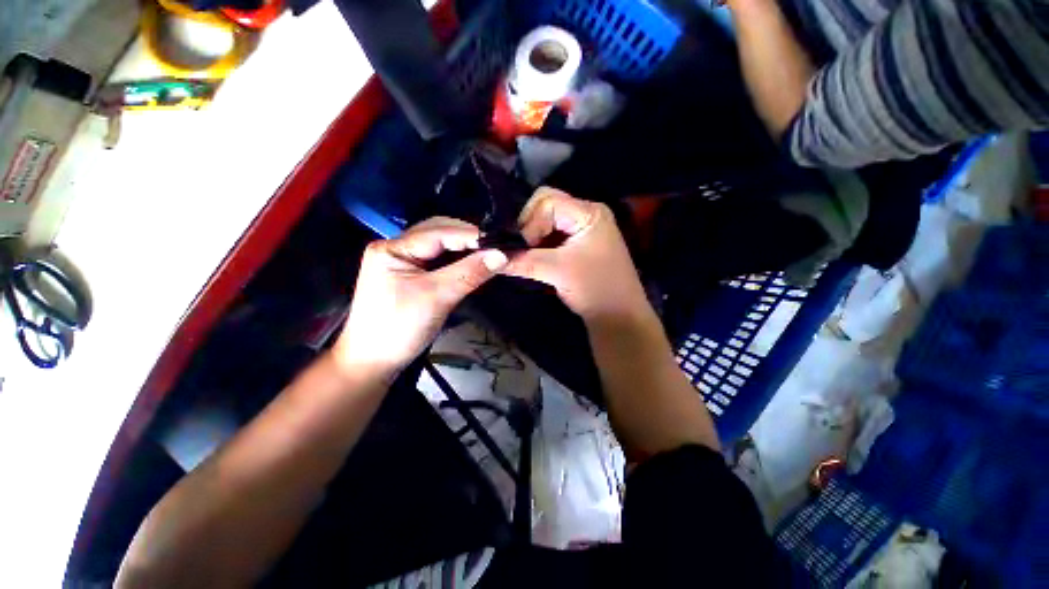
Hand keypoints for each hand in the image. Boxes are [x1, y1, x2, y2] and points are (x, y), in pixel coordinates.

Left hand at [332, 217, 507, 379]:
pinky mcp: (411, 274)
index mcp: (393, 248)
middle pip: (439, 232)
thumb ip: (469, 273)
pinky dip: (459, 260)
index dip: (472, 235)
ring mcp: (404, 261)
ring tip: (489, 254)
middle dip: (468, 238)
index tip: (502, 242)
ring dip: (465, 249)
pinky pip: (440, 260)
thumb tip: (502, 255)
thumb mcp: (437, 297)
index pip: (439, 231)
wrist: (374, 362)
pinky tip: (473, 264)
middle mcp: (397, 247)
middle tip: (496, 248)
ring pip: (441, 245)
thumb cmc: (400, 329)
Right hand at [505, 188, 651, 323]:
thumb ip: (523, 261)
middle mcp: (587, 214)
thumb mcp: (558, 271)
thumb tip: (491, 257)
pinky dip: (539, 245)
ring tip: (526, 255)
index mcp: (589, 213)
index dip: (530, 222)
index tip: (525, 247)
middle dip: (530, 226)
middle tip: (523, 249)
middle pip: (546, 205)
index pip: (547, 201)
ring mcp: (583, 229)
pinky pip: (552, 235)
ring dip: (533, 237)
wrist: (618, 317)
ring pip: (547, 221)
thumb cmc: (594, 289)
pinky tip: (534, 258)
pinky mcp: (578, 244)